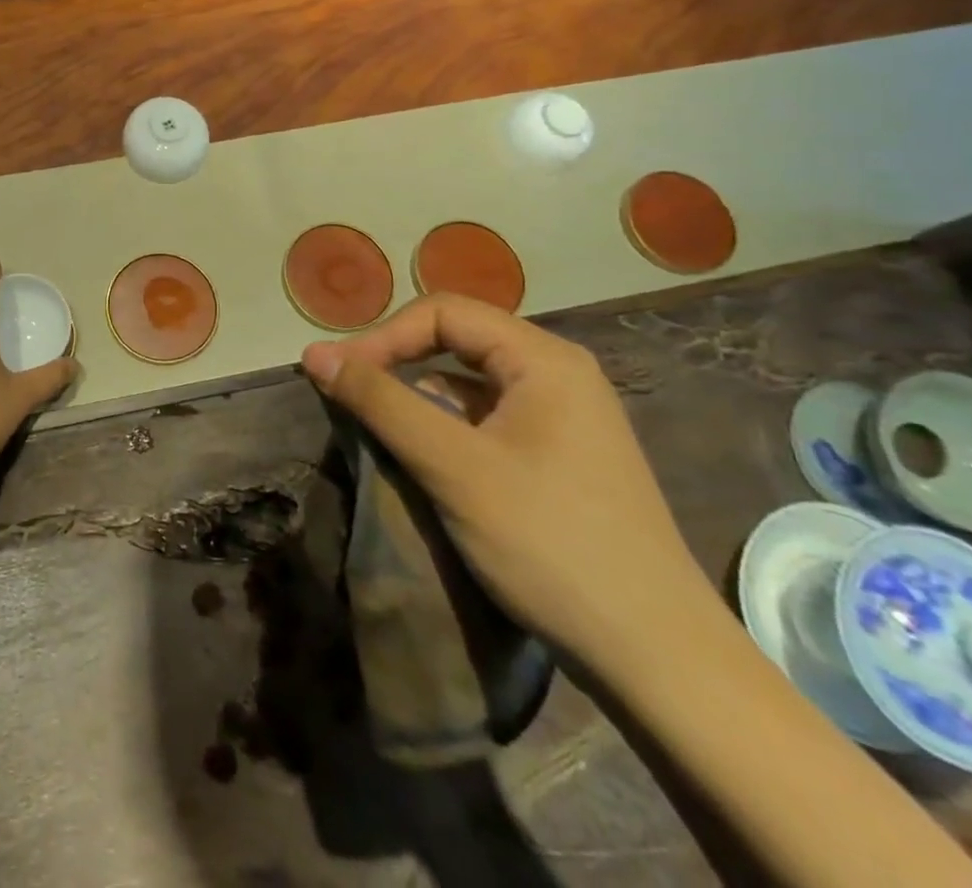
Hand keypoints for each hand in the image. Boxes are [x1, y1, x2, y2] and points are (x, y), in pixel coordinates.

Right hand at [302, 293, 710, 673]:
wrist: (657, 659)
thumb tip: (313, 352)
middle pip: (456, 340)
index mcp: (543, 359)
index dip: (382, 336)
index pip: (442, 312)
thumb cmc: (549, 543)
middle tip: (350, 393)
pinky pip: (486, 419)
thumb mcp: (452, 466)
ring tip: (379, 429)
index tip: (338, 376)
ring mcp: (563, 418)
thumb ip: (380, 401)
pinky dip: (445, 427)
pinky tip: (426, 460)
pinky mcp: (559, 457)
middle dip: (397, 361)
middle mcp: (558, 374)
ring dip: (418, 397)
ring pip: (468, 382)